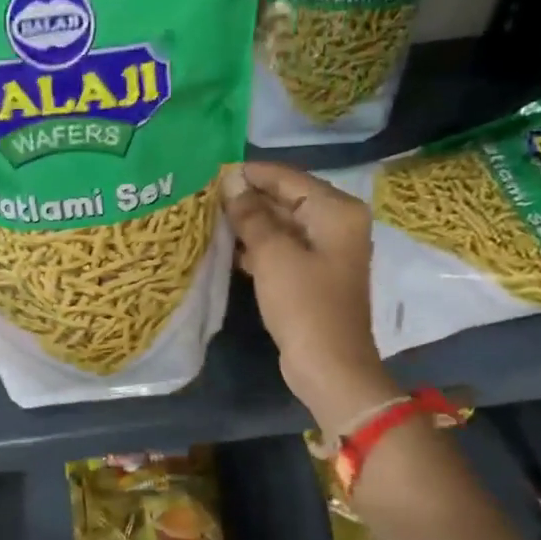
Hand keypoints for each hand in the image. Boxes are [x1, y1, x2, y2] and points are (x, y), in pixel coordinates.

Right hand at [221, 163, 396, 433]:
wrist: (329, 366)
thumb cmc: (305, 305)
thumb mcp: (273, 255)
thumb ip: (251, 215)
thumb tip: (231, 182)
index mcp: (336, 211)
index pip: (288, 178)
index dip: (250, 174)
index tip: (211, 173)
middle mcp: (335, 224)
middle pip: (286, 199)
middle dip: (248, 198)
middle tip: (204, 196)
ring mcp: (325, 251)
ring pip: (281, 225)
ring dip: (248, 223)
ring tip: (208, 217)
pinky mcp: (311, 275)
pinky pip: (281, 249)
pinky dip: (256, 246)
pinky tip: (225, 247)